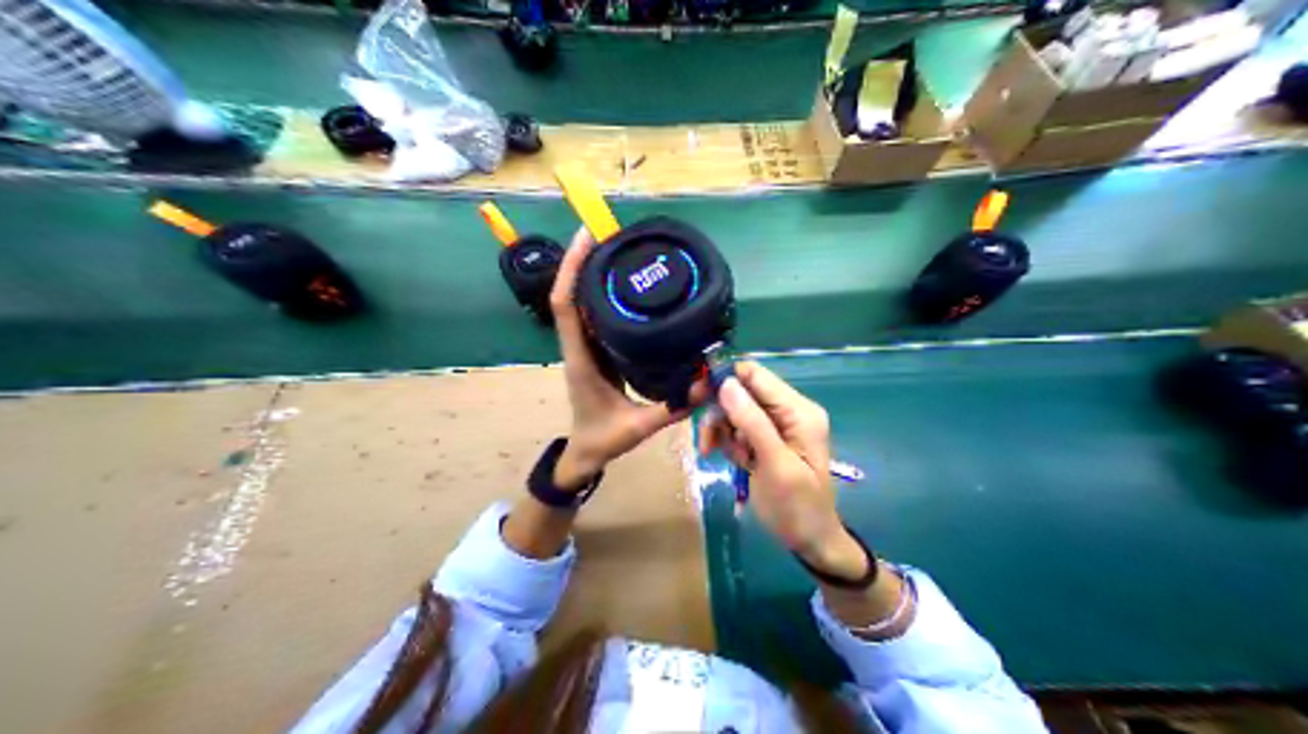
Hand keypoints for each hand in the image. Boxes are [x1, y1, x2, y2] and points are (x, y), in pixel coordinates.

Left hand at [549, 227, 700, 489]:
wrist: (584, 454)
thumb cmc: (603, 439)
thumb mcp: (638, 427)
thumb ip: (672, 408)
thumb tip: (707, 384)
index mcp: (581, 359)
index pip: (565, 307)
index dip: (572, 269)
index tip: (587, 237)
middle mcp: (578, 346)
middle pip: (569, 294)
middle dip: (583, 259)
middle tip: (610, 232)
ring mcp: (584, 347)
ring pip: (578, 302)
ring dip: (590, 272)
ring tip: (617, 248)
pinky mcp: (594, 350)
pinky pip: (591, 315)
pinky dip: (600, 292)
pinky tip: (624, 283)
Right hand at [699, 360, 866, 577]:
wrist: (811, 542)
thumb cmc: (798, 506)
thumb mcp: (776, 465)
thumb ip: (752, 423)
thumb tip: (726, 384)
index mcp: (798, 411)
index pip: (756, 376)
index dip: (724, 379)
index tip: (696, 396)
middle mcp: (788, 411)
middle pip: (742, 391)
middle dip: (719, 411)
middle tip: (705, 439)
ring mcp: (776, 426)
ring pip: (735, 411)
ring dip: (720, 430)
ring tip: (714, 454)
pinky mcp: (765, 441)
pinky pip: (737, 429)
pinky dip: (727, 442)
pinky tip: (729, 460)